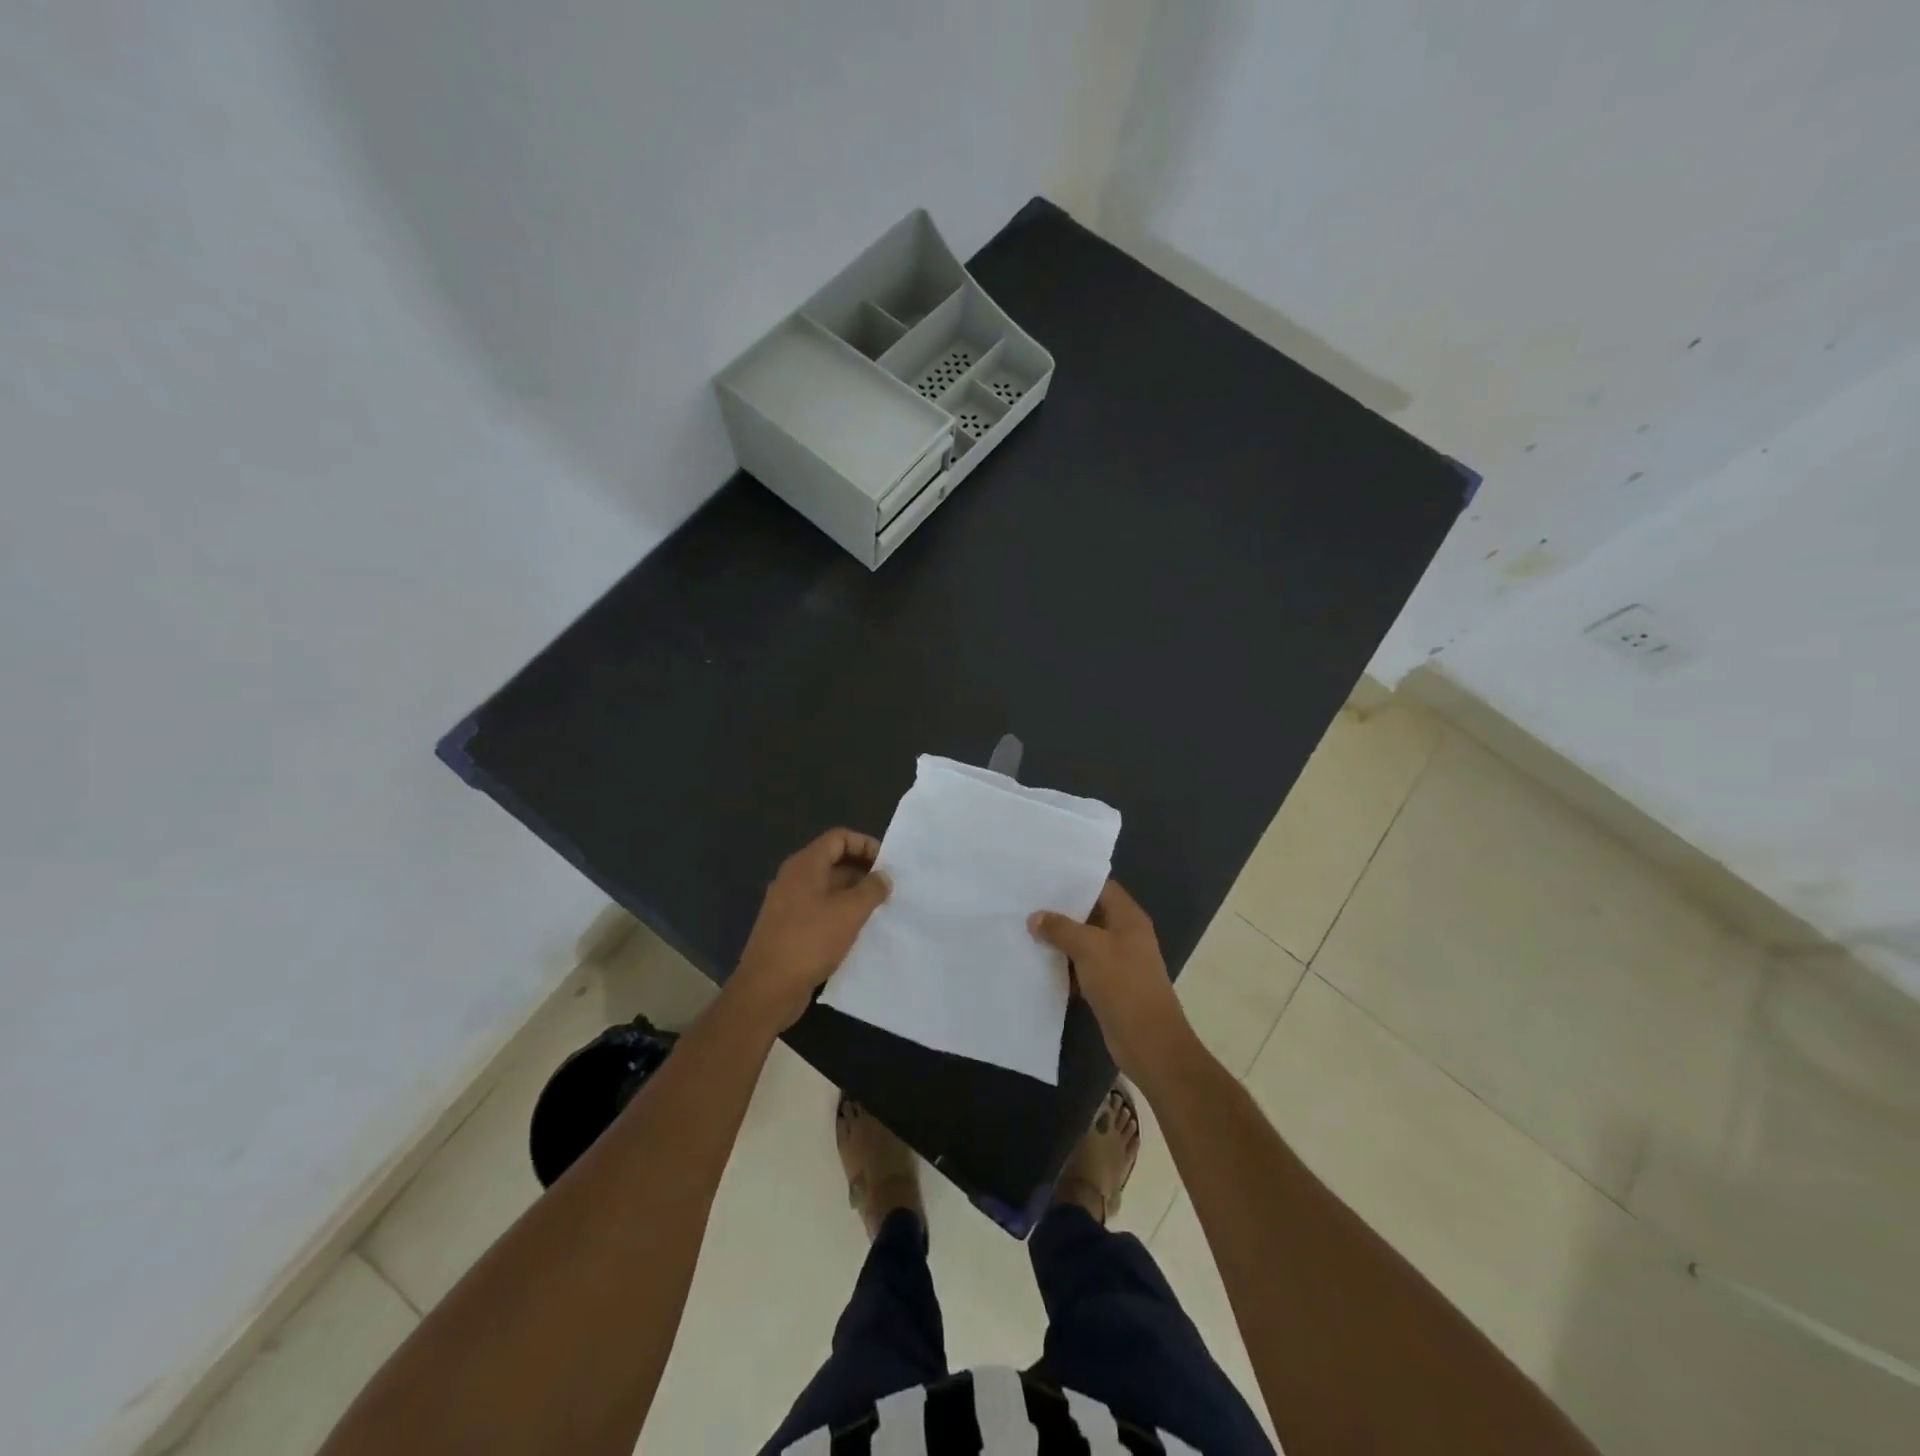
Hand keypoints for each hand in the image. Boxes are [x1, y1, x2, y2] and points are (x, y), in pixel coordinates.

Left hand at [731, 828, 889, 1031]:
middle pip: (833, 860)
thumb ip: (871, 889)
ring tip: (879, 910)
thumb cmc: (810, 942)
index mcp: (805, 865)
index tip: (887, 865)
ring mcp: (789, 903)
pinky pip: (820, 908)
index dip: (865, 844)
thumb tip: (883, 876)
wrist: (767, 989)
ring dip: (854, 893)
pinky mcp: (789, 927)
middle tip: (888, 888)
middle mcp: (794, 878)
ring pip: (828, 887)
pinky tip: (858, 930)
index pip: (839, 837)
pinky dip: (840, 912)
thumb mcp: (849, 912)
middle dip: (863, 870)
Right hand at [1030, 880, 1192, 1081]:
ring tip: (1025, 928)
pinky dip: (1064, 964)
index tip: (1043, 878)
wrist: (1149, 1043)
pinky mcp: (1109, 986)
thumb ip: (1061, 929)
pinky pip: (1083, 967)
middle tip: (1027, 903)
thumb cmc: (1124, 986)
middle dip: (1061, 910)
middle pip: (1091, 914)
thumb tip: (1035, 917)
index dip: (1075, 882)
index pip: (1101, 887)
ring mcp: (1118, 962)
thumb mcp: (1090, 949)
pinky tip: (1038, 962)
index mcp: (1129, 918)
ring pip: (1084, 942)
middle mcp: (1126, 935)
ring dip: (1060, 939)